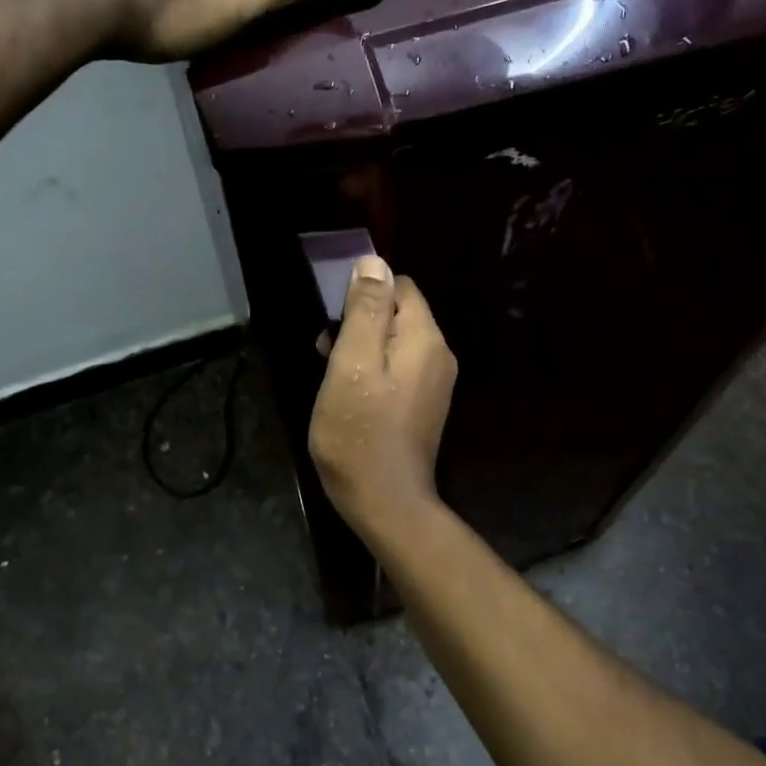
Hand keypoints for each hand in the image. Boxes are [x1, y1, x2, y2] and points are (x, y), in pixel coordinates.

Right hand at [308, 255, 456, 538]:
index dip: (363, 294)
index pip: (398, 286)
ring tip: (333, 376)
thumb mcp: (352, 364)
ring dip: (362, 348)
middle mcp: (438, 354)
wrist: (386, 503)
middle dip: (359, 323)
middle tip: (327, 353)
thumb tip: (374, 262)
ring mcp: (434, 382)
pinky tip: (350, 394)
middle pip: (397, 313)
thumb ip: (365, 311)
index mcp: (424, 338)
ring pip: (394, 342)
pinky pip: (398, 369)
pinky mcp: (424, 404)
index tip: (334, 322)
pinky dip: (373, 371)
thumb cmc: (360, 433)